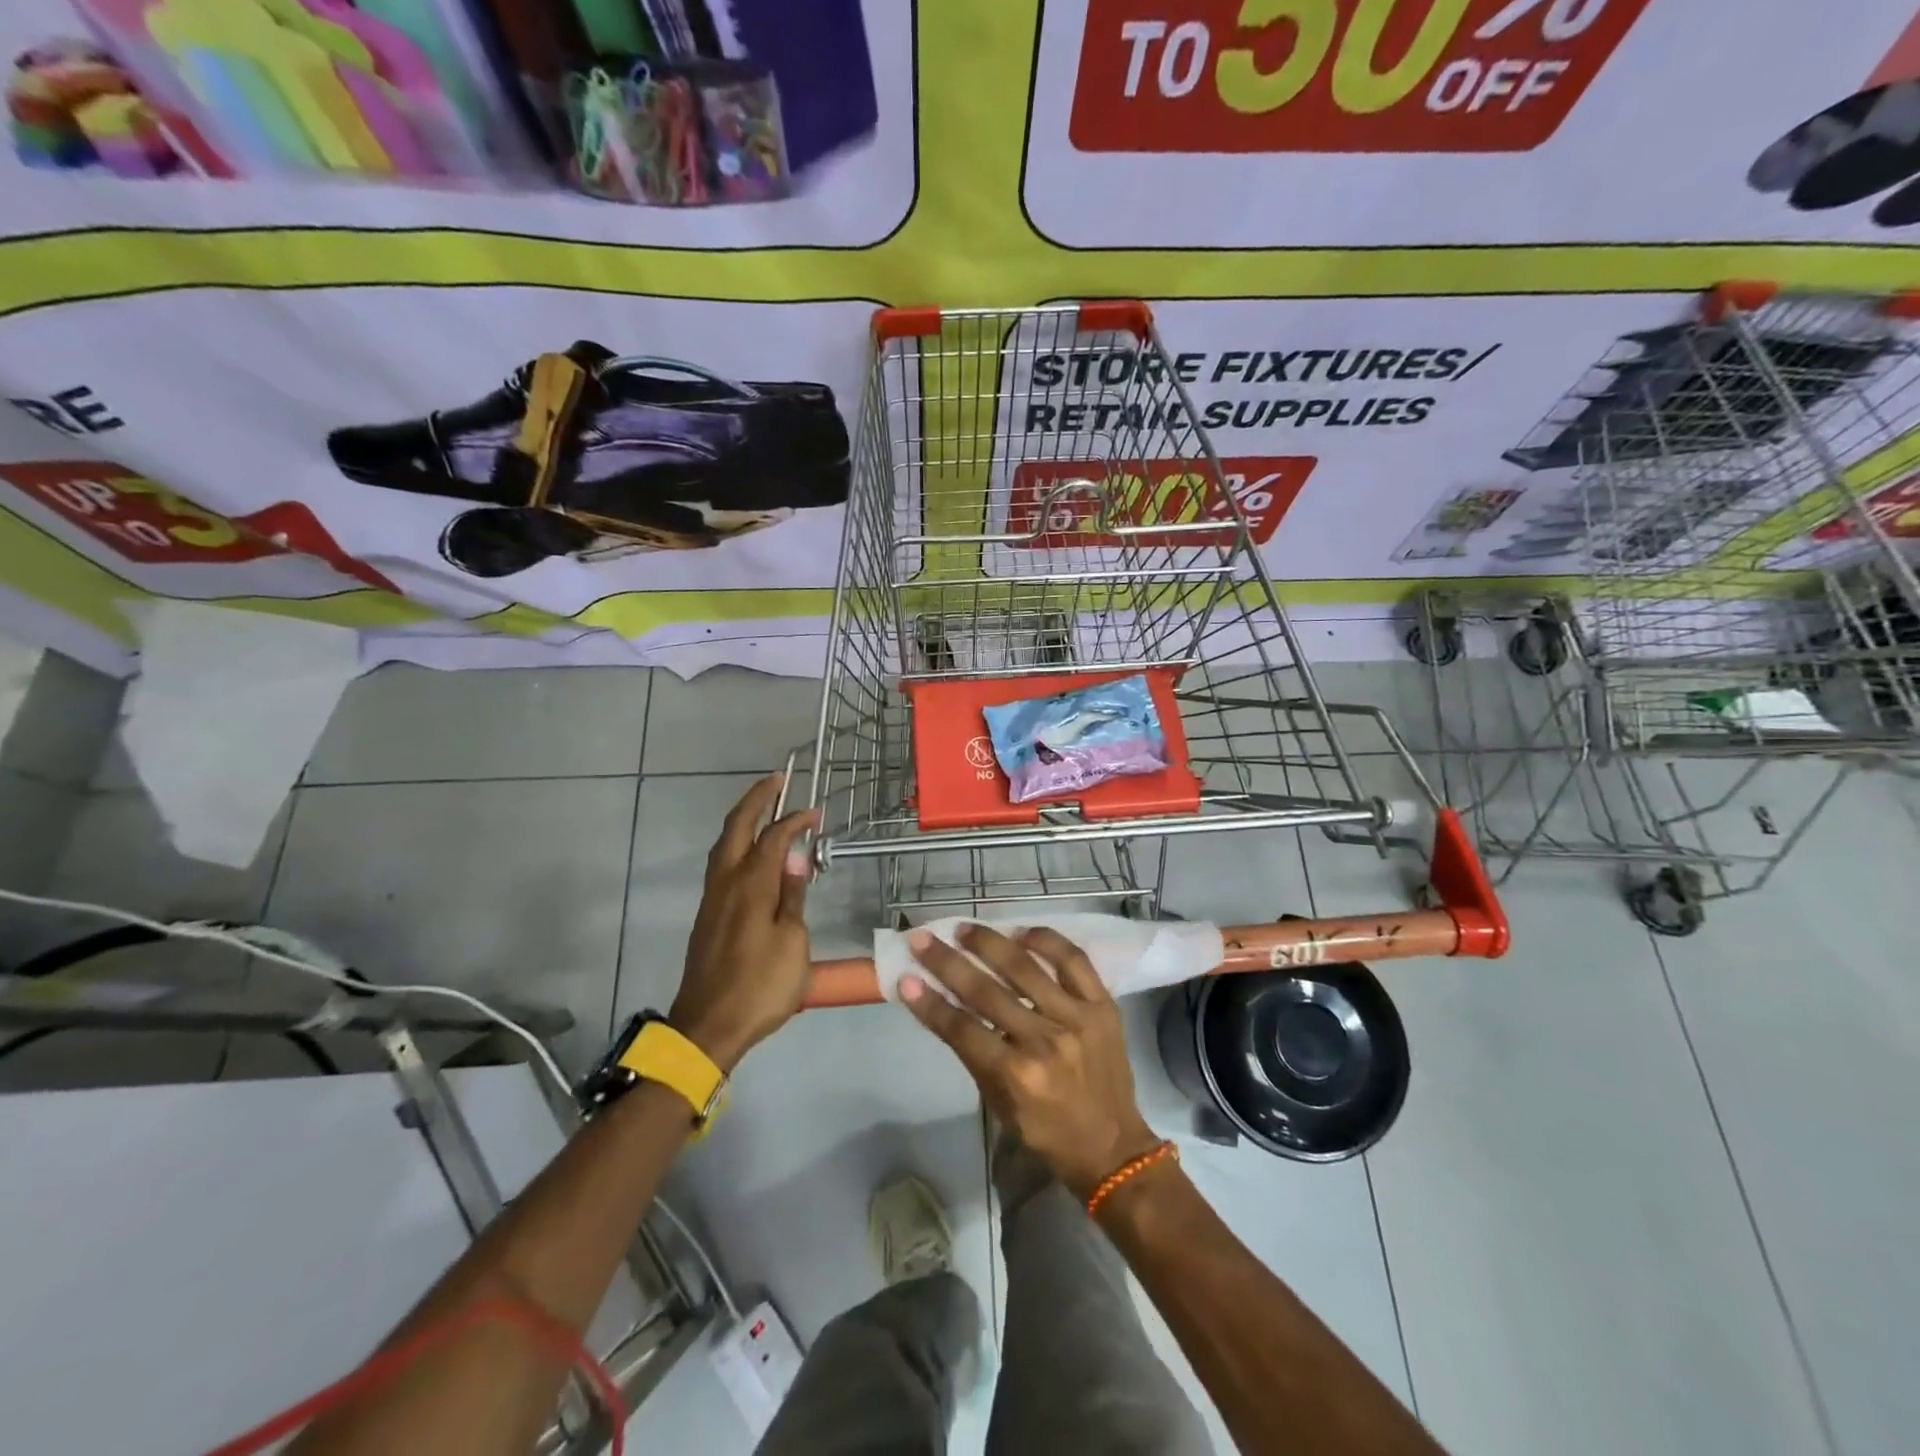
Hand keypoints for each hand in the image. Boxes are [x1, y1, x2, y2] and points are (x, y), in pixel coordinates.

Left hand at [670, 774, 818, 1072]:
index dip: (794, 820)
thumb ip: (793, 897)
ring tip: (764, 808)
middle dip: (756, 799)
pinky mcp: (708, 915)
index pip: (773, 838)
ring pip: (724, 845)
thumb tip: (795, 858)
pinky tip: (750, 852)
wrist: (709, 1026)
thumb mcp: (792, 942)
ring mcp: (713, 898)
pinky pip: (722, 863)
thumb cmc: (761, 985)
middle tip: (777, 780)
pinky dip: (737, 844)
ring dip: (743, 820)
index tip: (815, 813)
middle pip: (737, 828)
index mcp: (751, 885)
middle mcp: (727, 882)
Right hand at [901, 925, 1160, 1198]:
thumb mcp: (998, 1103)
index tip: (905, 977)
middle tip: (923, 938)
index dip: (929, 1002)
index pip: (961, 1028)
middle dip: (947, 961)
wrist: (1112, 1146)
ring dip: (989, 943)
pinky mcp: (1102, 1005)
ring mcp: (1077, 1018)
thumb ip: (973, 1052)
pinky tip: (1022, 931)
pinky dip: (1046, 941)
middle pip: (986, 990)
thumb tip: (943, 1003)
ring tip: (964, 928)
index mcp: (1016, 1075)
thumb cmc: (1045, 1131)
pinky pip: (1073, 960)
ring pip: (1025, 967)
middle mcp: (1045, 1041)